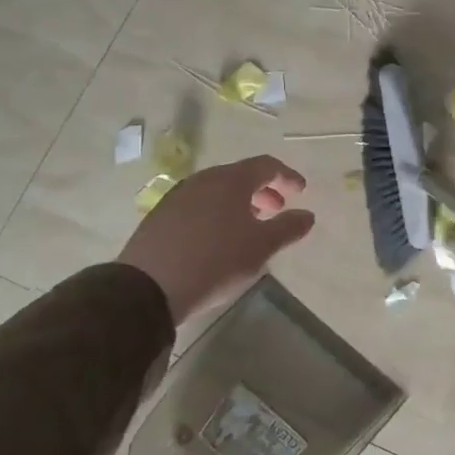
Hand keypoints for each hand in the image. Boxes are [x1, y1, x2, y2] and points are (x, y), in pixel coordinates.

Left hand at [117, 155, 315, 323]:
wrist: (146, 289)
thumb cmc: (215, 261)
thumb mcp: (261, 247)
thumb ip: (288, 227)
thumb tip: (307, 215)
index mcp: (230, 180)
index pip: (266, 165)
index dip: (287, 176)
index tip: (301, 191)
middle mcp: (203, 180)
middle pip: (239, 176)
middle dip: (262, 190)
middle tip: (276, 209)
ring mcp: (177, 197)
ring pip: (216, 191)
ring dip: (238, 203)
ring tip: (248, 227)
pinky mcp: (159, 218)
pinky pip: (197, 206)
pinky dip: (215, 214)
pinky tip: (217, 239)